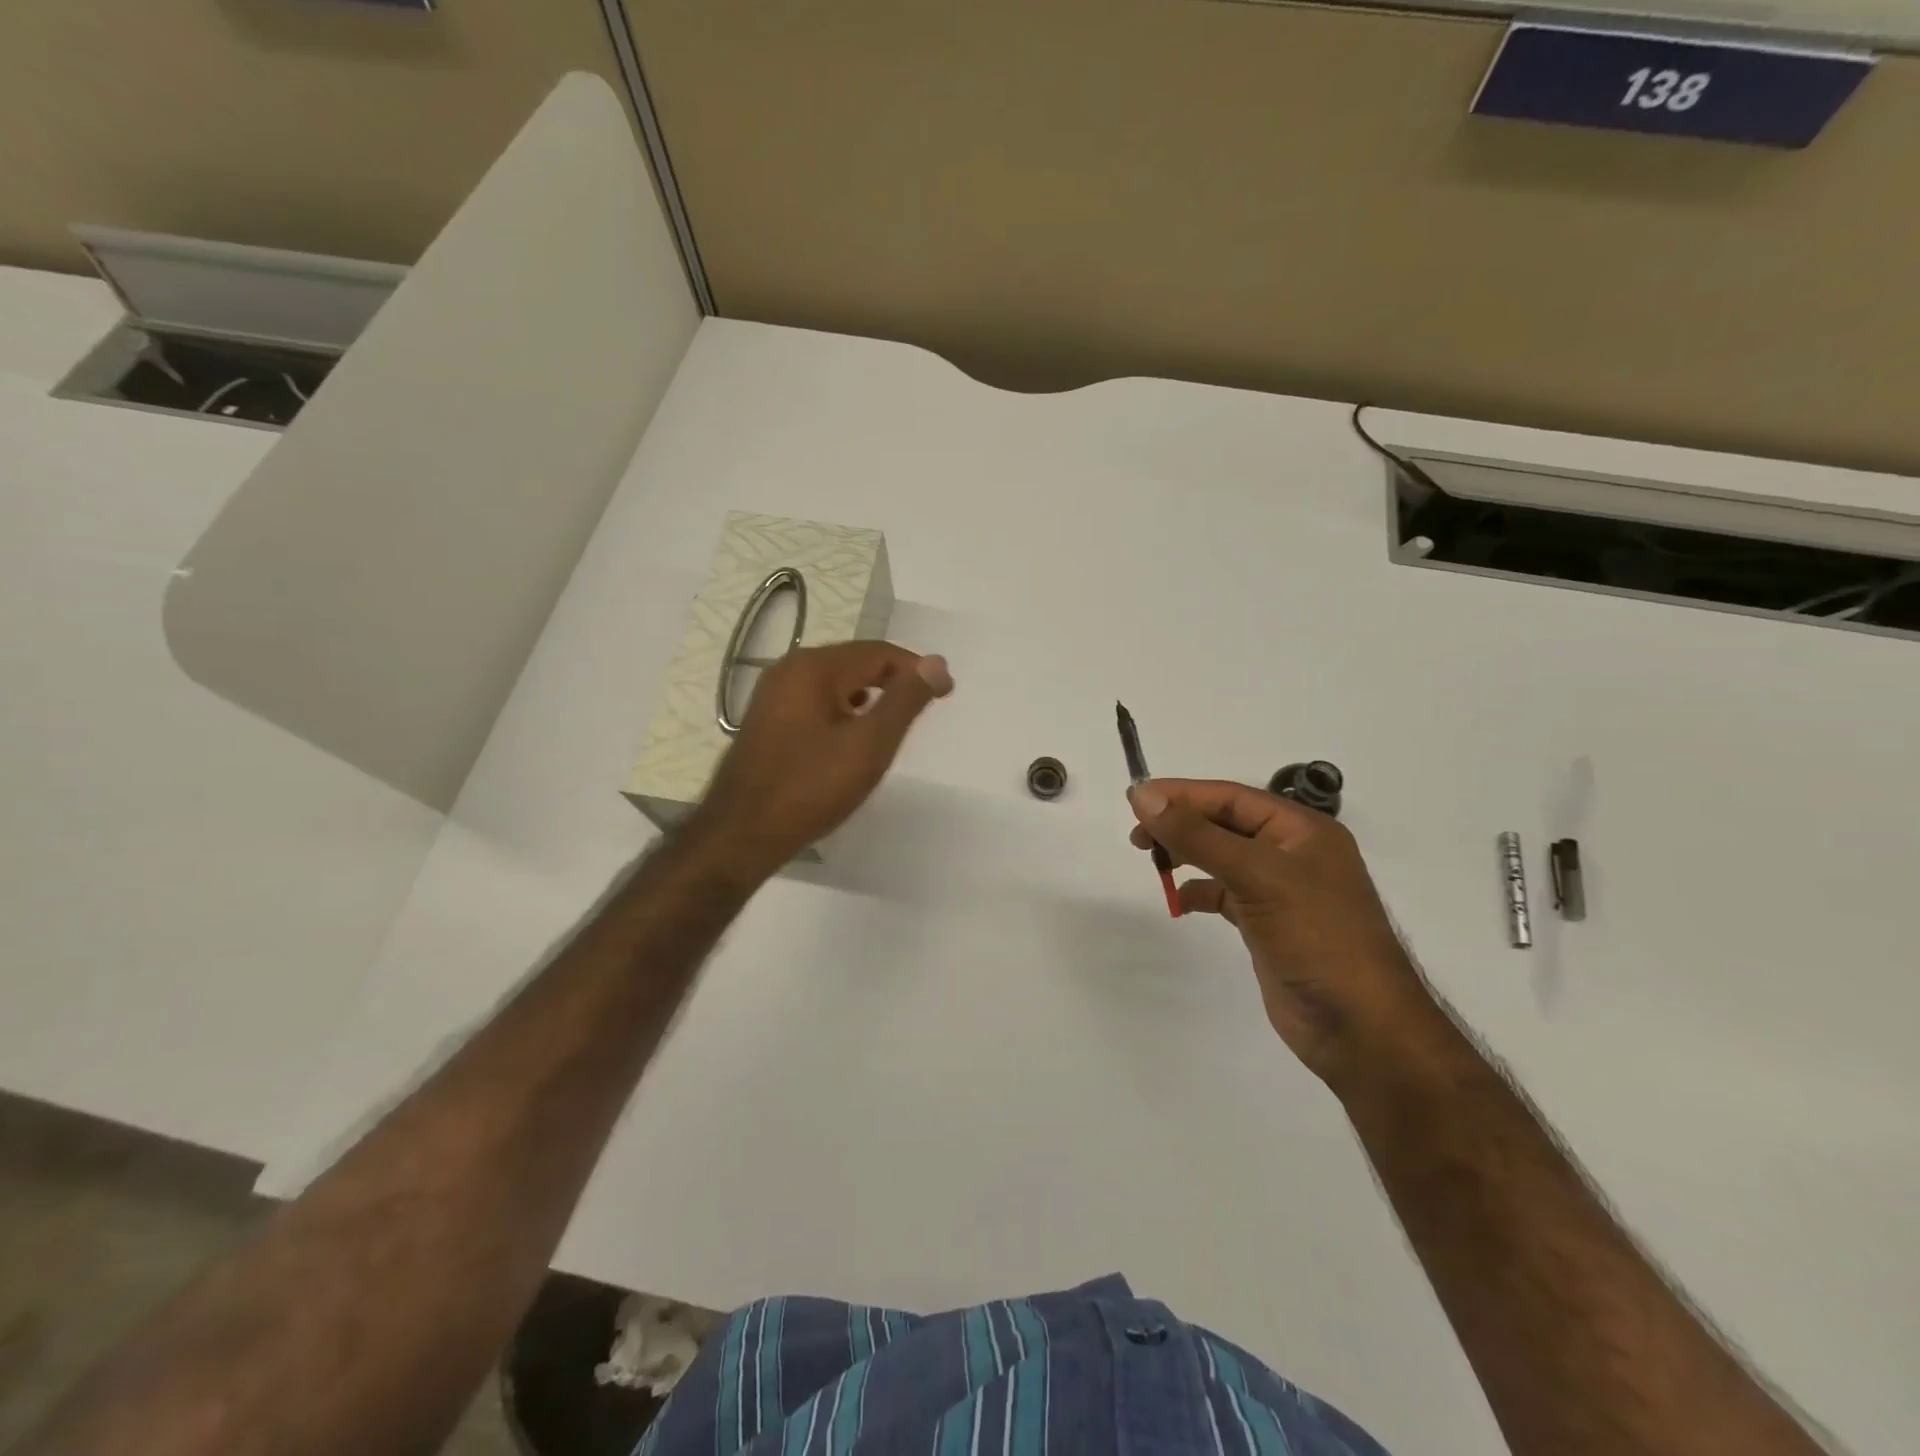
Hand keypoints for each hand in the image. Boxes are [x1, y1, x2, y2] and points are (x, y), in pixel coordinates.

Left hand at [693, 641, 952, 873]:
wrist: (742, 833)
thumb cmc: (811, 787)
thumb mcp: (870, 744)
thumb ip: (905, 700)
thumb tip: (936, 663)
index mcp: (814, 667)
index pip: (879, 652)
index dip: (917, 669)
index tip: (946, 693)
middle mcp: (789, 669)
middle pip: (855, 662)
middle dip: (893, 681)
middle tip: (922, 710)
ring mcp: (772, 695)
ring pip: (835, 683)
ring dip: (869, 696)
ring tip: (891, 726)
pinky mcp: (766, 720)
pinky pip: (815, 702)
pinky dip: (843, 711)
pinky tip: (851, 739)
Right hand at [1128, 779, 1448, 1088]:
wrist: (1360, 1027)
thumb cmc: (1316, 937)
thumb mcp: (1256, 876)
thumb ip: (1198, 835)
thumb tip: (1144, 796)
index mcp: (1301, 830)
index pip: (1231, 797)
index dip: (1182, 795)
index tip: (1135, 800)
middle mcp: (1292, 852)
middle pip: (1225, 823)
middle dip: (1182, 824)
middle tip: (1138, 836)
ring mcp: (1281, 890)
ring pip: (1222, 857)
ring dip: (1187, 855)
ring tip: (1152, 861)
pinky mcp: (1269, 923)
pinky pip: (1225, 893)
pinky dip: (1200, 891)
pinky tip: (1181, 900)